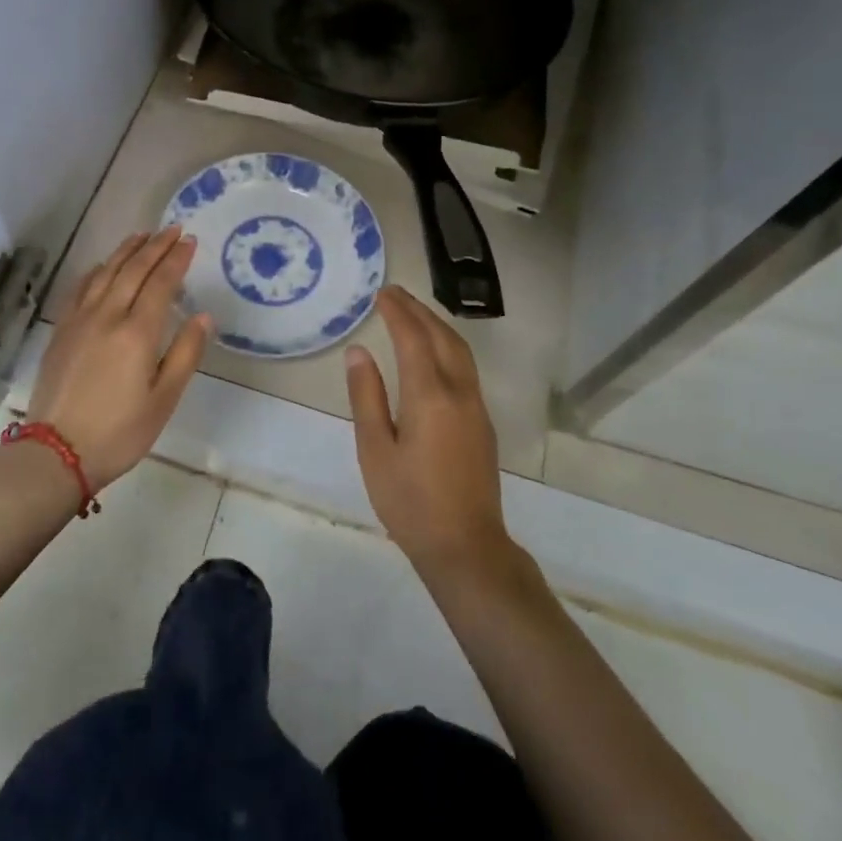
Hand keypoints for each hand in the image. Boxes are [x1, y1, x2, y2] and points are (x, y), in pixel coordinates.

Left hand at [27, 225, 210, 488]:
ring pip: (105, 273)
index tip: (190, 240)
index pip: (161, 283)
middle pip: (134, 270)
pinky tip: (103, 266)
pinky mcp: (61, 331)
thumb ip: (185, 354)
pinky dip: (97, 271)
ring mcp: (80, 321)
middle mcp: (108, 316)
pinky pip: (81, 288)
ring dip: (126, 251)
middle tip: (173, 229)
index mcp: (137, 332)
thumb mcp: (163, 399)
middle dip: (156, 246)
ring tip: (142, 236)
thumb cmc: (119, 432)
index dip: (177, 259)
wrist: (55, 452)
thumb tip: (203, 317)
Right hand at [345, 286, 512, 574]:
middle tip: (394, 294)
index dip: (397, 312)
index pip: (413, 338)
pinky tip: (434, 352)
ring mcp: (476, 407)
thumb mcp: (375, 450)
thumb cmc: (410, 501)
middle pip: (442, 336)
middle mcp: (459, 392)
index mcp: (429, 395)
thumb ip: (366, 397)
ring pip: (460, 350)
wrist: (466, 546)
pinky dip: (447, 345)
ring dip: (437, 325)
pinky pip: (466, 367)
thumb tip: (358, 352)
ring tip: (413, 313)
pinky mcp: (483, 422)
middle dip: (418, 311)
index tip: (381, 294)